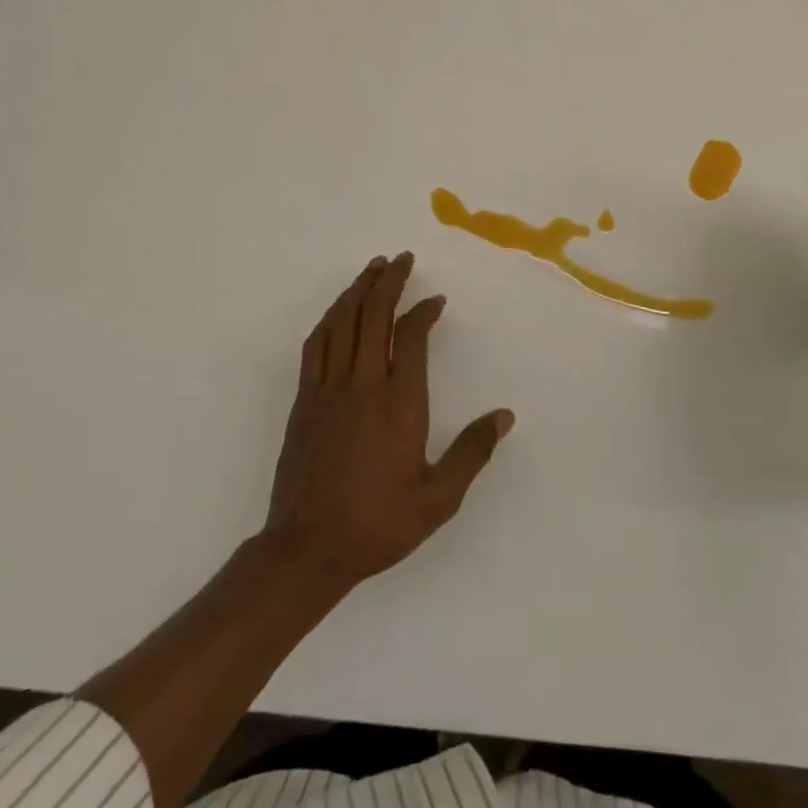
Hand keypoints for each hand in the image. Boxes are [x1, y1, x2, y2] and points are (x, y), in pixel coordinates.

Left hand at [264, 253, 513, 592]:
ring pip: (342, 323)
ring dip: (358, 290)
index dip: (423, 311)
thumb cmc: (378, 523)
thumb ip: (472, 452)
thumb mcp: (438, 499)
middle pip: (373, 316)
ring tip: (373, 268)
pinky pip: (316, 345)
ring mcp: (328, 389)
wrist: (307, 549)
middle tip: (402, 259)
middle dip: (389, 282)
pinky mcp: (303, 400)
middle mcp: (362, 385)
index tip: (436, 301)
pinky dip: (329, 318)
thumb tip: (504, 416)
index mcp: (398, 403)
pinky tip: (338, 310)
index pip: (410, 336)